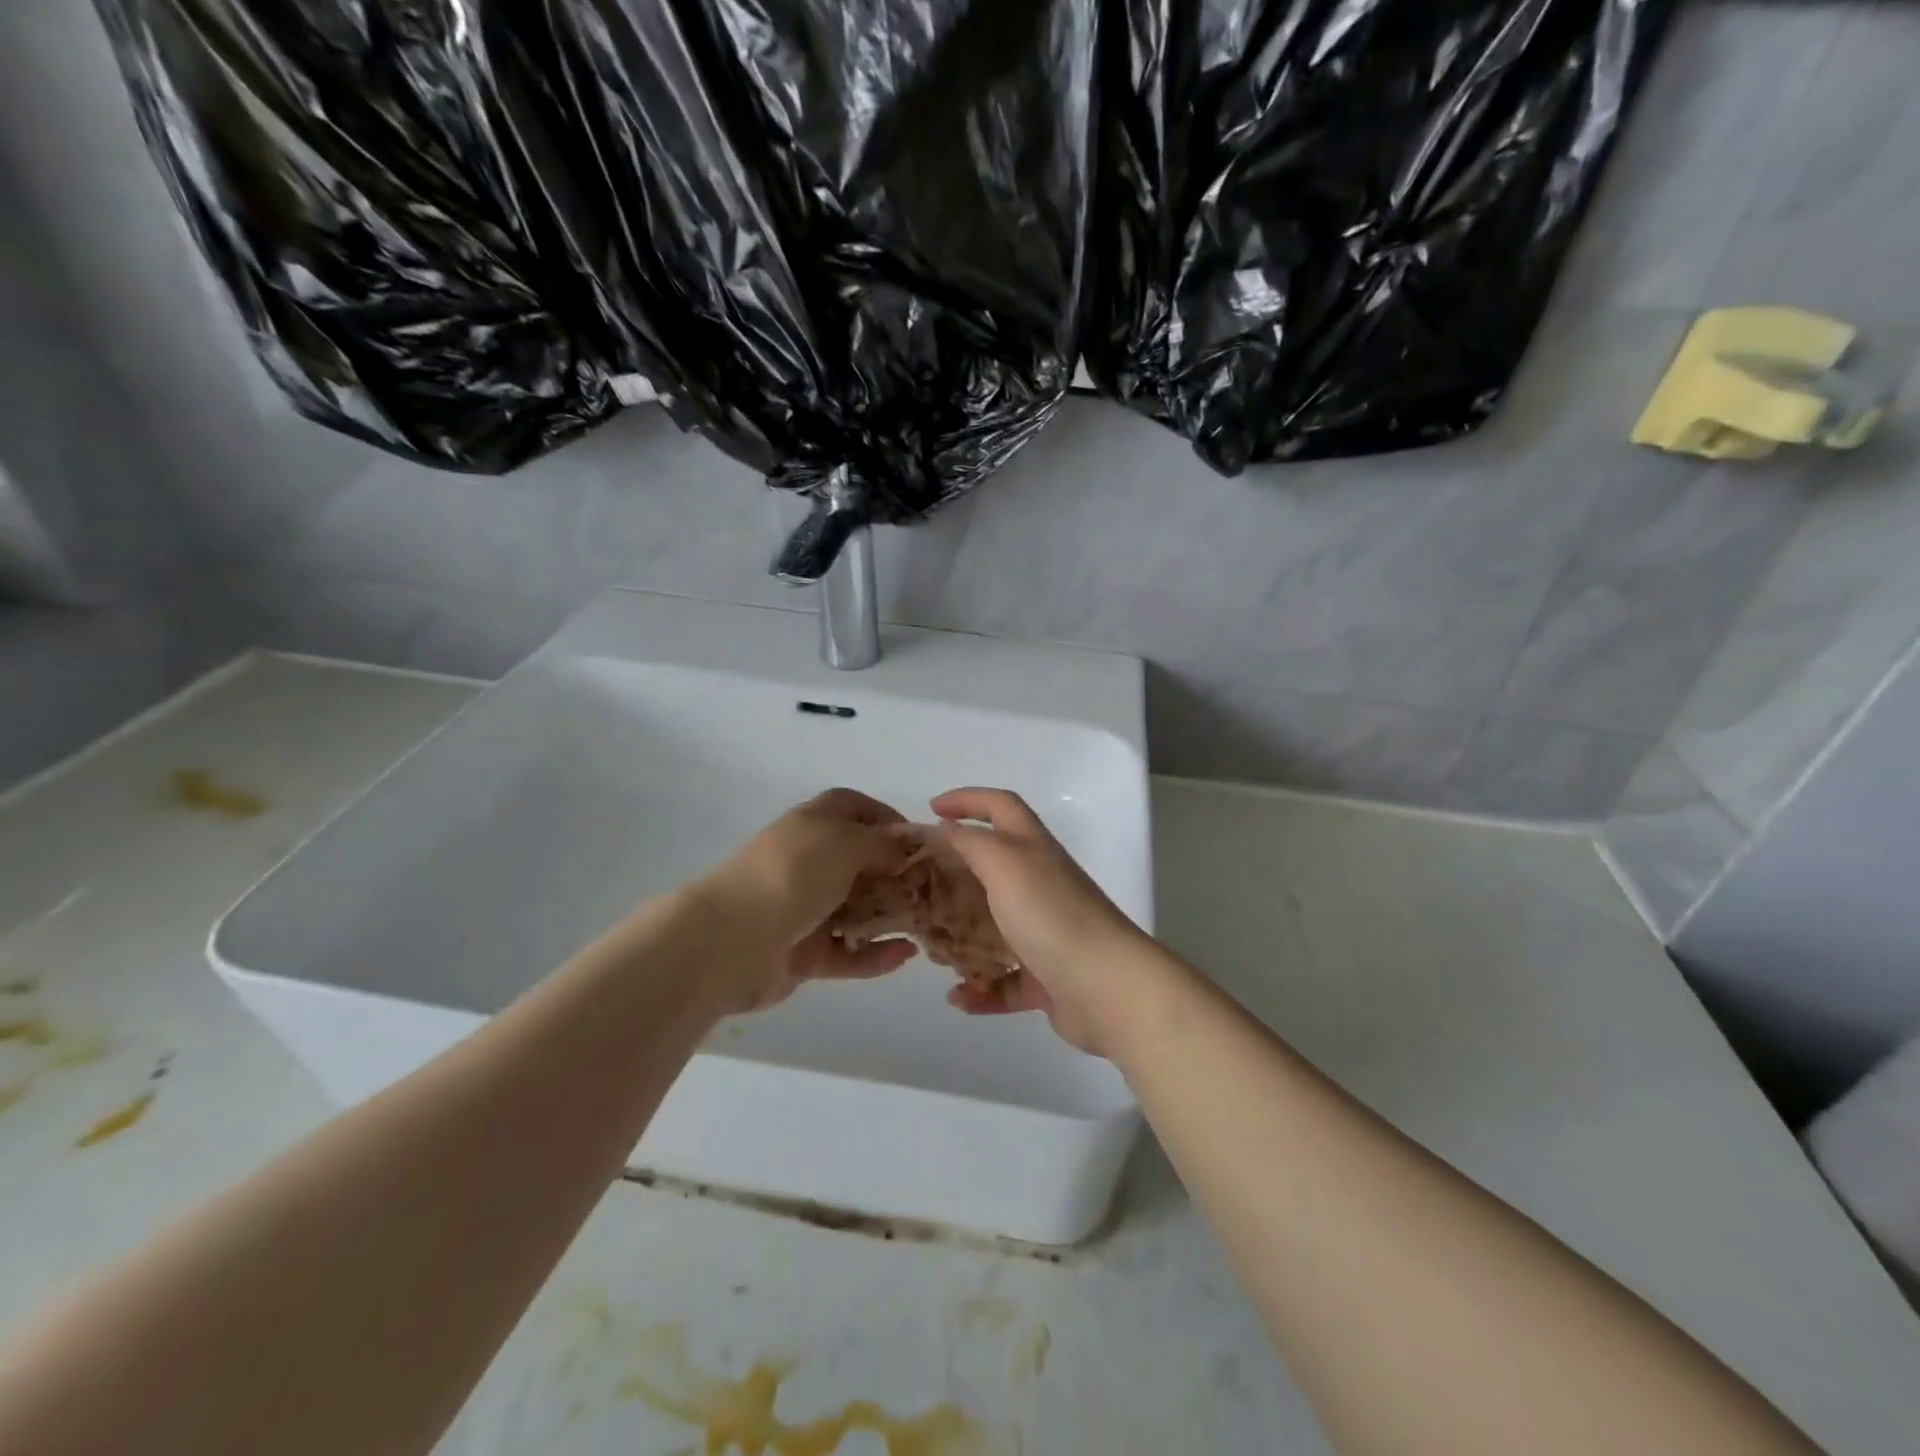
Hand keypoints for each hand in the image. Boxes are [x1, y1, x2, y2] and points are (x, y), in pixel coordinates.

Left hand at [704, 789, 916, 1010]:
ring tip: (926, 925)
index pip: (853, 808)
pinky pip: (847, 952)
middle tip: (932, 889)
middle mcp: (809, 862)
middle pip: (860, 862)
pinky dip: (874, 955)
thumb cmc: (793, 875)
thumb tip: (905, 851)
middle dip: (896, 874)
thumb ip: (882, 844)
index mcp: (813, 824)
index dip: (886, 819)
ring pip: (856, 910)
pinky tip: (904, 956)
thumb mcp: (846, 842)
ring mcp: (804, 909)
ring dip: (889, 916)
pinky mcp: (803, 953)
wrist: (731, 941)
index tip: (919, 842)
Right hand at [931, 788, 1152, 1054]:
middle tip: (918, 887)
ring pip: (995, 928)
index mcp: (1032, 849)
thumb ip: (970, 842)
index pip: (1000, 806)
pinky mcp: (1048, 977)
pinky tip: (958, 998)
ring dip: (963, 937)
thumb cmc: (1051, 915)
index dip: (967, 799)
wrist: (1108, 988)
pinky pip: (1006, 981)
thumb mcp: (1004, 864)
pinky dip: (982, 989)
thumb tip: (945, 829)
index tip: (931, 809)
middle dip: (954, 875)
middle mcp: (1040, 884)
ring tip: (933, 949)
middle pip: (992, 868)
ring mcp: (1046, 932)